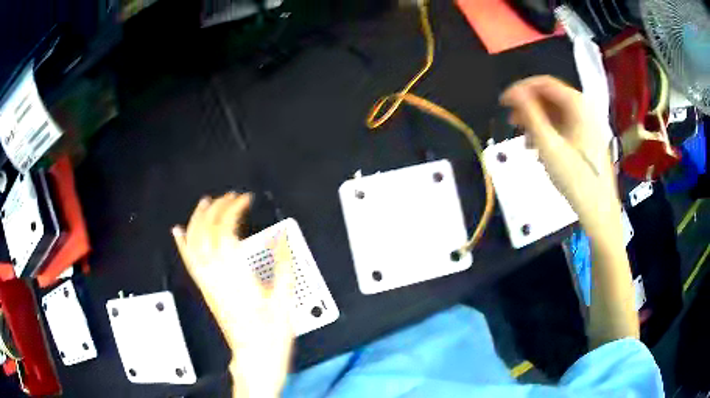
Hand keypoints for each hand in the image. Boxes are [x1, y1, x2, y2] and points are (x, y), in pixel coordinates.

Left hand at [172, 192, 293, 396]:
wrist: (254, 355)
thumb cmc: (269, 332)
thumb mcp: (283, 299)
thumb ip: (282, 266)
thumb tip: (281, 240)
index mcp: (235, 274)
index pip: (227, 230)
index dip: (234, 210)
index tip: (245, 200)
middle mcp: (216, 274)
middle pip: (207, 232)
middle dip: (217, 209)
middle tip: (230, 197)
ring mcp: (208, 281)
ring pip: (194, 242)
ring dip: (198, 219)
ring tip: (205, 202)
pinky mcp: (206, 288)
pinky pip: (189, 261)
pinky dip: (182, 243)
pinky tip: (179, 232)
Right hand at [500, 76, 618, 234]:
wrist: (599, 211)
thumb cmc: (575, 179)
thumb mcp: (549, 146)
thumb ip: (530, 115)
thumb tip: (513, 93)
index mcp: (578, 105)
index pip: (544, 83)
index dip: (521, 89)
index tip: (503, 102)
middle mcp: (584, 110)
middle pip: (550, 98)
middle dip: (529, 107)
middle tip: (511, 122)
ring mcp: (587, 125)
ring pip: (556, 113)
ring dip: (537, 122)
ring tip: (524, 139)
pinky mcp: (586, 140)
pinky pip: (563, 127)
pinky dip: (548, 133)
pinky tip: (539, 148)